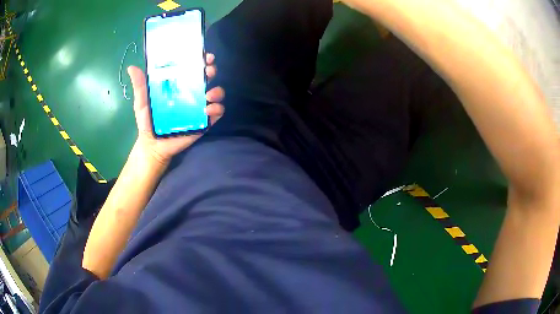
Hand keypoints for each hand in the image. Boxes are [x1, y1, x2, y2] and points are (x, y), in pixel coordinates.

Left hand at [127, 53, 224, 165]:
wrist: (153, 145)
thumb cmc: (148, 122)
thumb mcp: (142, 102)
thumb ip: (140, 86)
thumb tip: (131, 68)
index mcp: (179, 86)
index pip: (193, 69)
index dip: (201, 60)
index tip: (204, 55)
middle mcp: (192, 94)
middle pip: (207, 77)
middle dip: (211, 70)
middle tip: (208, 70)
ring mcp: (199, 108)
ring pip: (216, 93)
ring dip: (217, 91)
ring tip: (208, 95)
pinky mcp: (204, 122)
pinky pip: (217, 113)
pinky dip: (217, 109)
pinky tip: (208, 110)